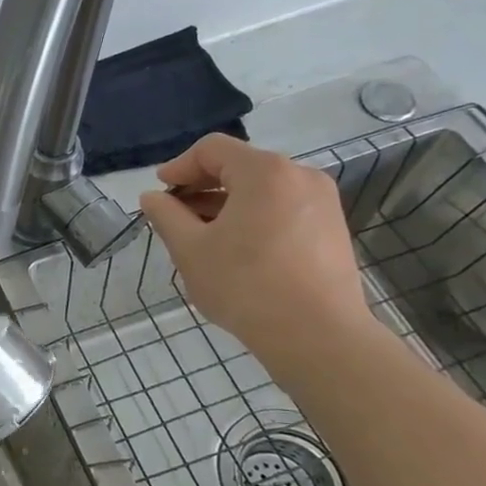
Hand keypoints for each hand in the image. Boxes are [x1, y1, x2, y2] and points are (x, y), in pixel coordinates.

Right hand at [135, 133, 375, 362]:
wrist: (318, 336)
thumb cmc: (245, 285)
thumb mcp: (190, 249)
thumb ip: (166, 216)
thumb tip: (152, 198)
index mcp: (264, 172)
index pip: (212, 149)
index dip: (179, 166)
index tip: (159, 192)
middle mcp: (300, 176)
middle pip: (240, 166)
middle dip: (202, 186)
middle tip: (175, 214)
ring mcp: (322, 203)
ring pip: (262, 189)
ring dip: (226, 203)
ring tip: (201, 234)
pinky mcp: (332, 229)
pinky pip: (283, 208)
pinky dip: (253, 217)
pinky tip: (235, 249)